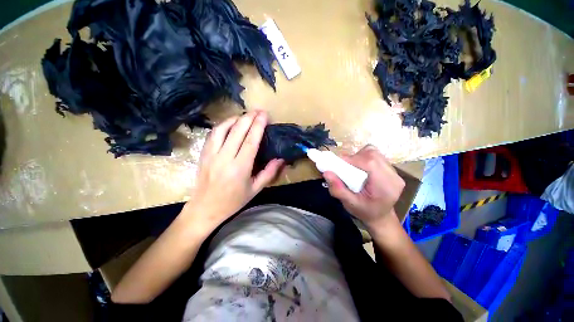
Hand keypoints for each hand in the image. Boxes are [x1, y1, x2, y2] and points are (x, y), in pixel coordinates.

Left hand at [182, 111, 283, 232]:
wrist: (205, 208)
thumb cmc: (233, 201)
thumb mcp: (255, 189)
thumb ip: (269, 173)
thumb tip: (281, 159)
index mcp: (239, 168)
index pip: (250, 141)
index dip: (258, 126)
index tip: (264, 115)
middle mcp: (224, 158)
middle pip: (237, 131)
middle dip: (249, 118)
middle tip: (259, 111)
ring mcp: (211, 155)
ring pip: (222, 129)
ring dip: (235, 119)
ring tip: (245, 115)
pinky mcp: (203, 154)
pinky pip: (213, 134)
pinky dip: (223, 125)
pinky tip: (230, 124)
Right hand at [323, 145, 404, 230]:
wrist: (380, 216)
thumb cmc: (364, 212)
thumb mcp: (349, 204)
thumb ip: (338, 189)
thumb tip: (326, 172)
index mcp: (386, 186)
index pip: (370, 163)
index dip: (352, 159)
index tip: (337, 164)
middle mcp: (393, 176)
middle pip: (372, 154)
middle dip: (355, 157)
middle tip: (345, 167)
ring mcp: (395, 172)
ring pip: (374, 152)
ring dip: (359, 157)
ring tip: (353, 168)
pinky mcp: (391, 169)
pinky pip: (376, 156)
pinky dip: (365, 158)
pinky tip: (361, 169)